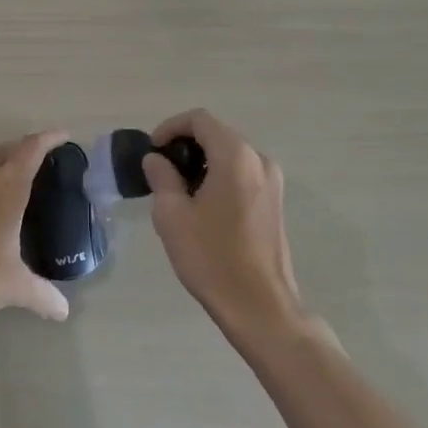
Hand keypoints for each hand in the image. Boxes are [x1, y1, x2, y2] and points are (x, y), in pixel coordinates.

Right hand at [144, 109, 305, 339]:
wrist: (261, 308)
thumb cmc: (213, 258)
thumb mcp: (173, 215)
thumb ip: (161, 177)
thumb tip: (156, 160)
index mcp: (235, 156)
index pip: (199, 119)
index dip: (170, 127)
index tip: (152, 151)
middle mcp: (258, 159)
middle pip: (216, 134)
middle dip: (185, 145)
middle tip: (160, 170)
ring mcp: (271, 181)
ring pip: (229, 154)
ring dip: (202, 162)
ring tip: (178, 190)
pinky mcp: (274, 202)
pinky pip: (242, 173)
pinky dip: (219, 176)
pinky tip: (203, 205)